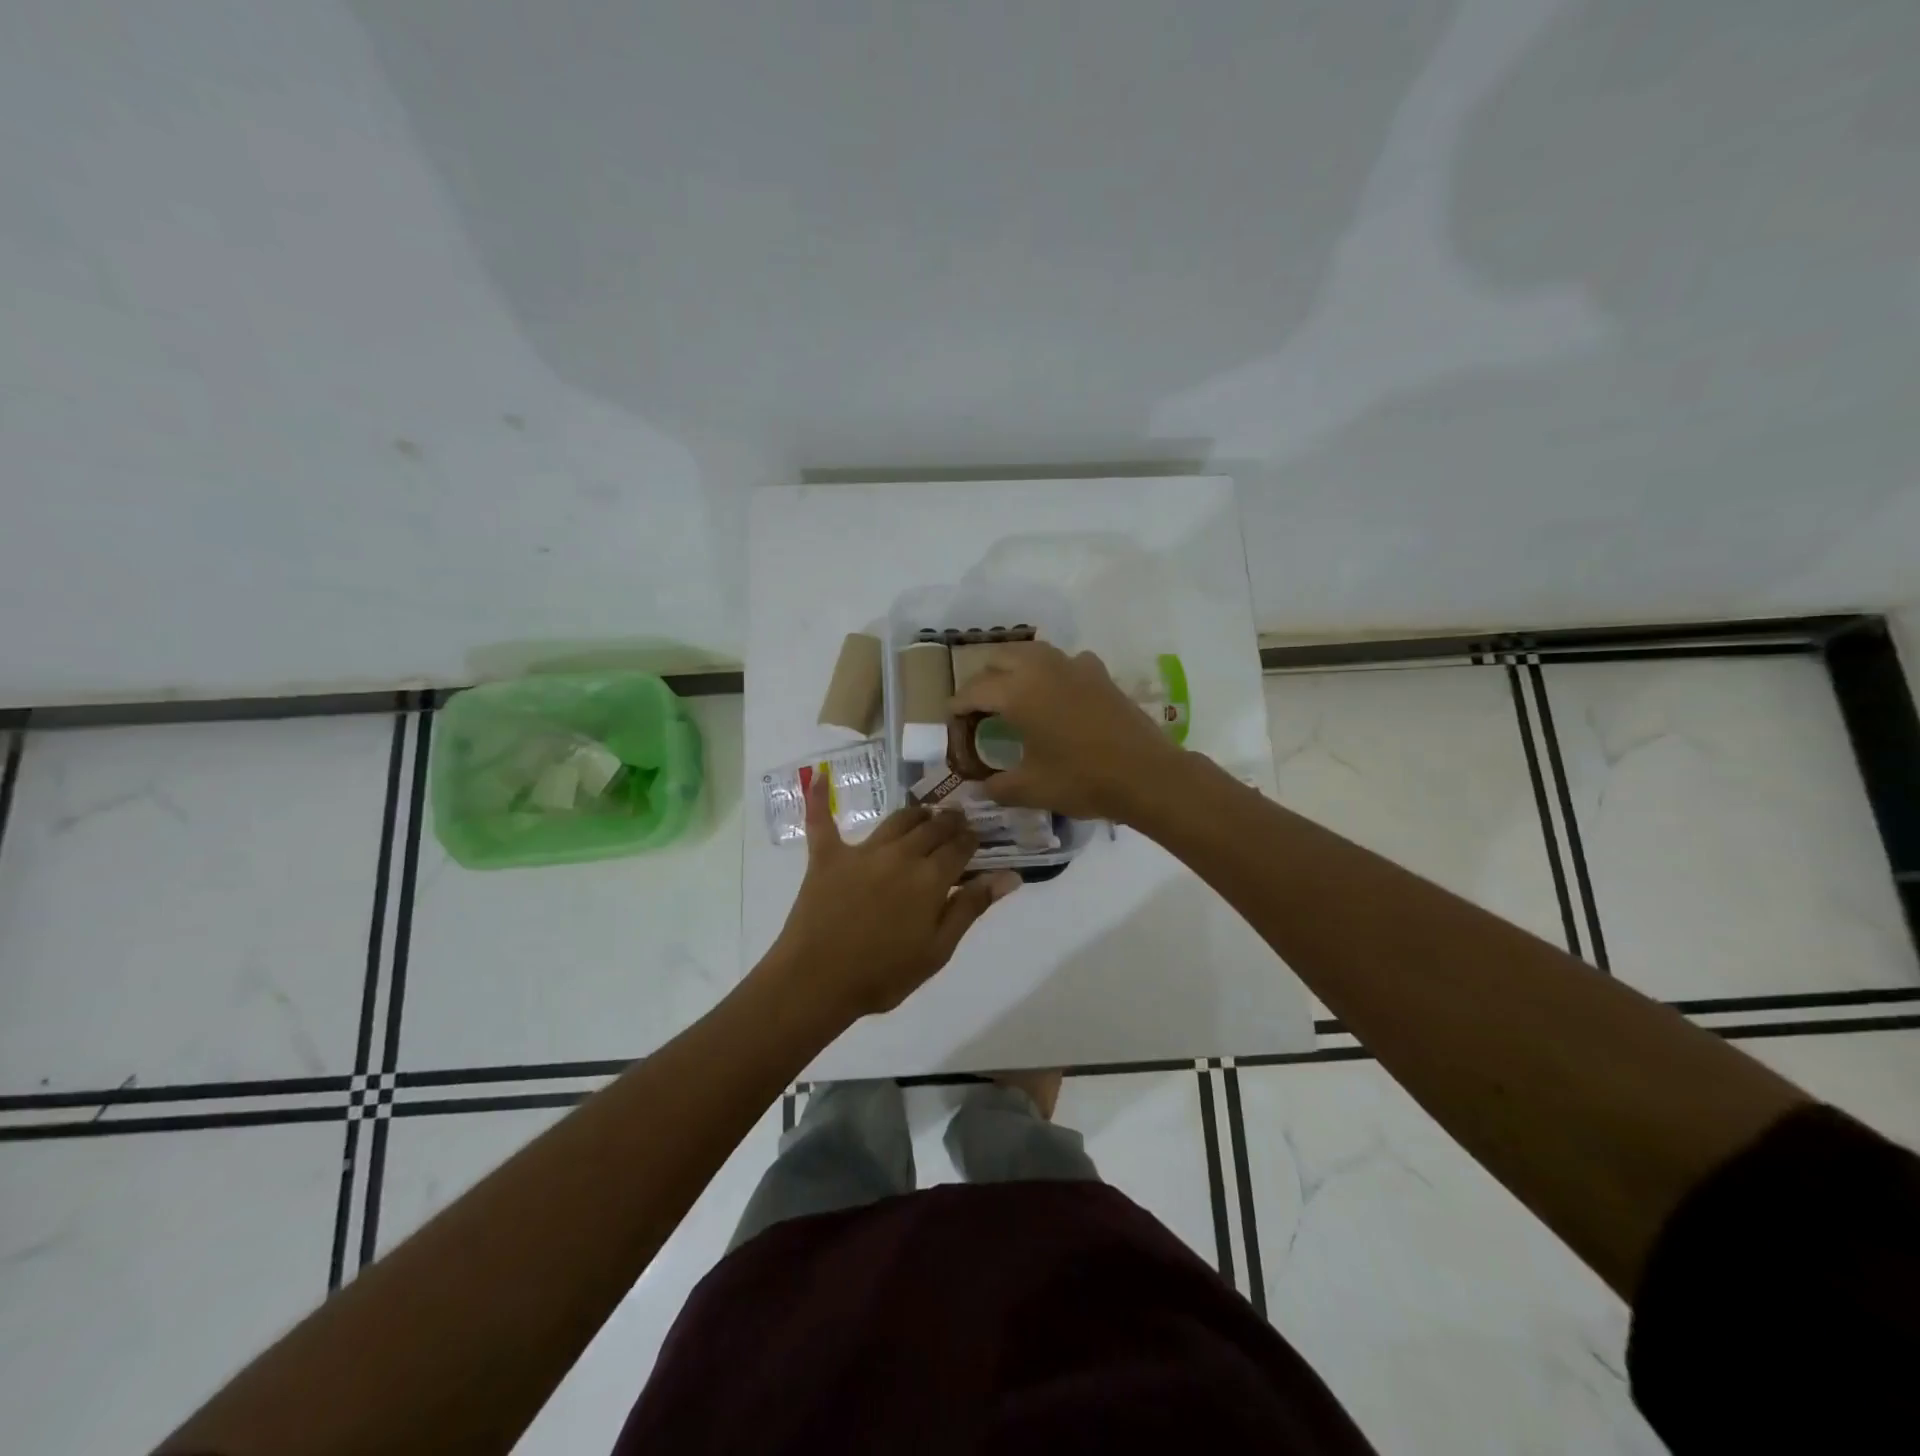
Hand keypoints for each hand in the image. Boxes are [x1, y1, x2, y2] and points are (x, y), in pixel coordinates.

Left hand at [771, 774, 1020, 1018]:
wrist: (817, 982)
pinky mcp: (827, 857)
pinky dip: (820, 799)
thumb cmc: (884, 974)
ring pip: (896, 820)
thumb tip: (1010, 875)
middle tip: (956, 821)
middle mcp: (900, 854)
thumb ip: (971, 907)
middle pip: (931, 828)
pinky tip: (820, 777)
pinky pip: (823, 821)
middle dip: (949, 822)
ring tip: (925, 813)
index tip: (977, 837)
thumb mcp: (938, 949)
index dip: (972, 839)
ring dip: (915, 813)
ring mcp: (862, 852)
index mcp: (930, 878)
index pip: (960, 847)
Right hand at [949, 642, 1180, 822]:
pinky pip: (1063, 661)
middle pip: (999, 659)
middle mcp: (1041, 669)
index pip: (975, 691)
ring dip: (1013, 667)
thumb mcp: (1031, 789)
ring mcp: (1073, 666)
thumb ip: (998, 786)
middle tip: (978, 707)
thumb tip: (980, 787)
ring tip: (1010, 693)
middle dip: (983, 679)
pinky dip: (1049, 671)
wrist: (1146, 775)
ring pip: (1031, 652)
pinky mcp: (1098, 673)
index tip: (951, 719)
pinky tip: (1054, 692)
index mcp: (1017, 693)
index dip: (958, 706)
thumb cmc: (1082, 780)